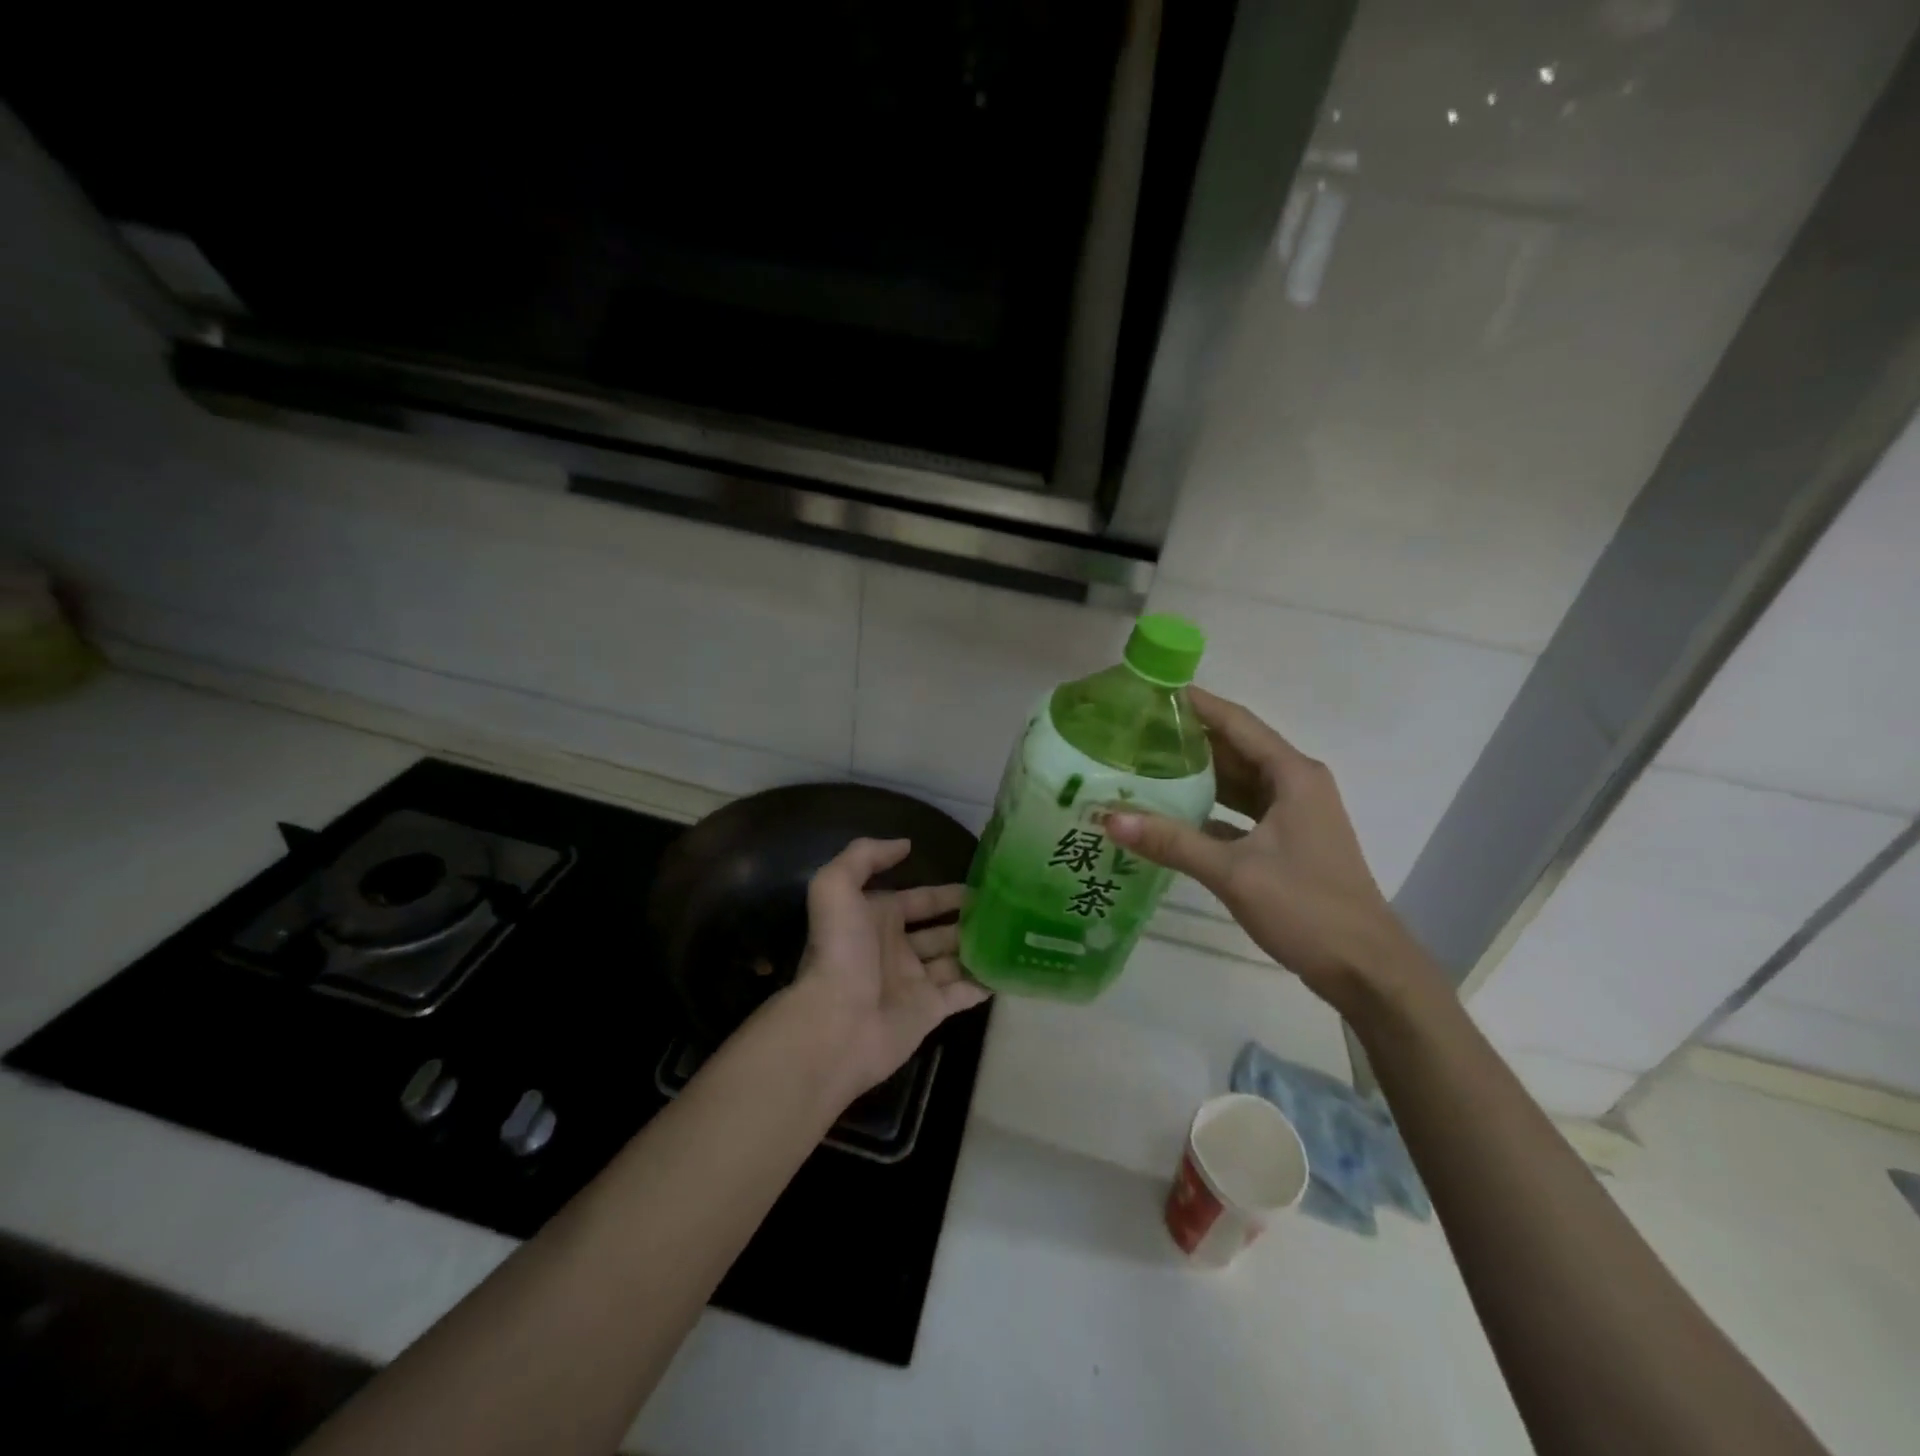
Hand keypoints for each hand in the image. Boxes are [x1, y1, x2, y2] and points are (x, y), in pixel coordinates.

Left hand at [788, 837, 988, 1096]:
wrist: (838, 1022)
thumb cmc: (841, 951)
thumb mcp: (836, 887)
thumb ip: (864, 856)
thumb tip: (905, 844)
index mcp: (876, 919)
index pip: (918, 900)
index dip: (945, 893)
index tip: (981, 885)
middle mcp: (896, 948)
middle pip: (939, 930)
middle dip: (968, 919)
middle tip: (1005, 910)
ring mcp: (914, 981)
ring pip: (954, 960)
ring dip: (978, 948)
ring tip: (1015, 935)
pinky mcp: (930, 1011)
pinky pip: (963, 993)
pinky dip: (984, 982)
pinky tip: (1009, 969)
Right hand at [1106, 688, 1435, 1012]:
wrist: (1365, 967)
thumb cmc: (1306, 907)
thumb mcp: (1233, 872)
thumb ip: (1171, 842)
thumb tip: (1109, 818)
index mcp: (1292, 775)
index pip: (1236, 722)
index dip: (1195, 704)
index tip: (1151, 692)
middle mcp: (1295, 783)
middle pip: (1235, 748)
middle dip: (1188, 738)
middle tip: (1134, 731)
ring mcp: (1294, 813)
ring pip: (1238, 781)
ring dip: (1198, 774)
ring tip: (1145, 764)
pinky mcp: (1288, 841)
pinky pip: (1242, 810)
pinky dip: (1210, 808)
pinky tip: (1172, 813)